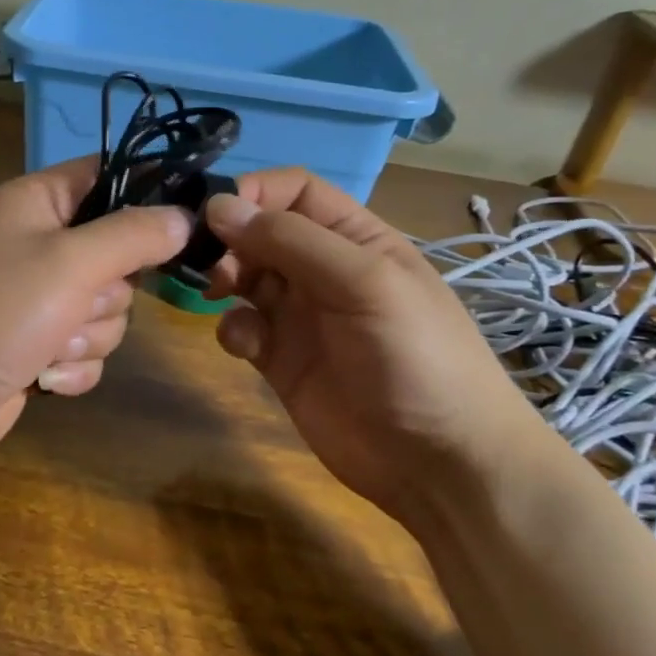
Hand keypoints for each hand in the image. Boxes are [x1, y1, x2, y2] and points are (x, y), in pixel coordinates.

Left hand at [0, 158, 190, 461]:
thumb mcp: (68, 261)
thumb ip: (132, 235)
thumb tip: (184, 216)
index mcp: (38, 204)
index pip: (109, 177)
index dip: (146, 196)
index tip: (180, 224)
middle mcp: (40, 246)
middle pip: (119, 256)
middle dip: (107, 293)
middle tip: (77, 302)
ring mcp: (40, 301)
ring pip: (108, 311)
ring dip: (88, 337)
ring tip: (49, 346)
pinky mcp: (39, 348)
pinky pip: (87, 351)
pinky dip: (72, 368)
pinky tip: (42, 376)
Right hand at [203, 169, 563, 522]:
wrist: (439, 463)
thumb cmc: (416, 357)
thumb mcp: (365, 284)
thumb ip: (292, 241)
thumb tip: (219, 206)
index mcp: (355, 239)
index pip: (295, 192)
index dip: (255, 192)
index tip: (216, 213)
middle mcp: (323, 271)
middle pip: (262, 232)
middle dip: (232, 239)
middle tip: (217, 265)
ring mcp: (301, 317)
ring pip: (245, 277)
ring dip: (226, 278)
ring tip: (223, 295)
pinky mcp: (281, 360)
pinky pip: (243, 328)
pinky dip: (234, 328)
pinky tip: (246, 346)